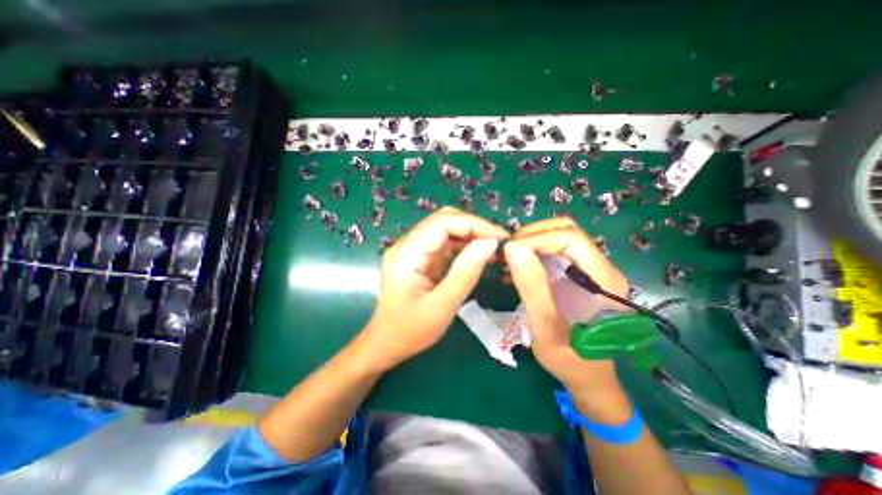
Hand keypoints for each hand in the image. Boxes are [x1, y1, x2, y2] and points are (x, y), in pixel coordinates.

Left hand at [361, 207, 509, 372]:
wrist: (386, 343)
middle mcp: (406, 244)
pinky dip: (462, 244)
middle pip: (443, 220)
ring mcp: (412, 249)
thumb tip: (490, 243)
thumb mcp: (442, 306)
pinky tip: (476, 254)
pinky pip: (443, 242)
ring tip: (491, 247)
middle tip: (498, 242)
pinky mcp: (419, 257)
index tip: (499, 238)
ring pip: (444, 228)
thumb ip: (465, 273)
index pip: (442, 222)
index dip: (473, 224)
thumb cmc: (410, 331)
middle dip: (473, 226)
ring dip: (469, 233)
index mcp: (406, 254)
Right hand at [504, 218, 633, 414]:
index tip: (510, 252)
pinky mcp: (578, 274)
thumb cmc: (570, 359)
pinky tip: (518, 267)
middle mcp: (601, 267)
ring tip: (509, 258)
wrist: (588, 376)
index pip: (571, 238)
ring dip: (531, 242)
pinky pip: (555, 251)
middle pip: (566, 231)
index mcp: (603, 280)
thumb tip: (512, 248)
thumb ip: (532, 287)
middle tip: (508, 253)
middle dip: (533, 235)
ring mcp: (589, 269)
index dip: (538, 239)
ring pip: (559, 237)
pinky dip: (533, 251)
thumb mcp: (546, 328)